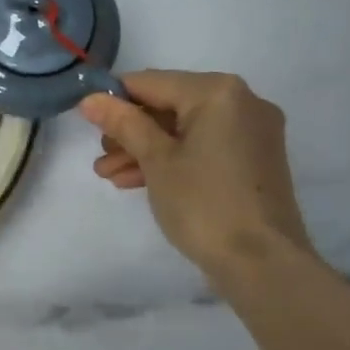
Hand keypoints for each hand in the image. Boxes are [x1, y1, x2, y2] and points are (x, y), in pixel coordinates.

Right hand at [80, 71, 310, 275]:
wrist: (264, 266)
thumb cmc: (204, 205)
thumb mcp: (155, 160)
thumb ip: (123, 123)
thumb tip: (90, 98)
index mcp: (218, 91)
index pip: (151, 82)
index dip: (114, 100)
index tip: (86, 120)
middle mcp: (242, 101)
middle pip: (170, 105)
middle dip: (131, 131)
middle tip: (101, 156)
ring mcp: (253, 131)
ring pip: (186, 129)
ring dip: (147, 148)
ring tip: (110, 175)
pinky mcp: (256, 160)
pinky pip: (206, 147)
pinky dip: (175, 159)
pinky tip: (138, 180)